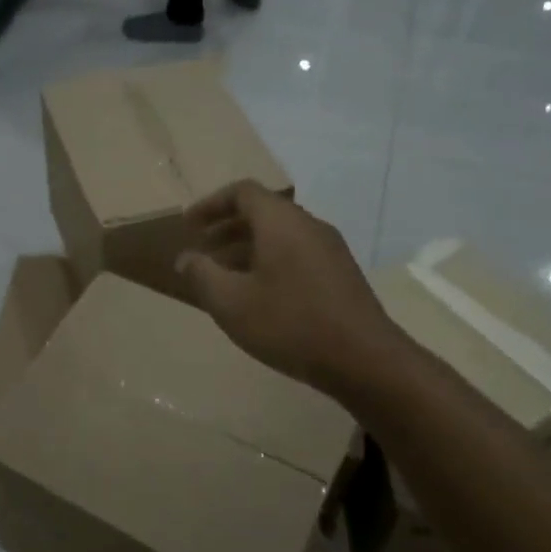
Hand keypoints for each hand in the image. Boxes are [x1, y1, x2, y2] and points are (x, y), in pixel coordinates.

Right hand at [175, 181, 398, 400]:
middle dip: (227, 227)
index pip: (242, 192)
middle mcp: (308, 225)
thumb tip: (186, 258)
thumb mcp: (231, 302)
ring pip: (281, 235)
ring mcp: (330, 249)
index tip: (188, 226)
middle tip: (203, 249)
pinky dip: (270, 261)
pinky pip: (297, 253)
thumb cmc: (289, 324)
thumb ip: (202, 274)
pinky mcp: (341, 273)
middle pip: (263, 212)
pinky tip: (259, 294)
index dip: (211, 204)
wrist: (364, 359)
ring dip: (248, 247)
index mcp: (281, 222)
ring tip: (225, 275)